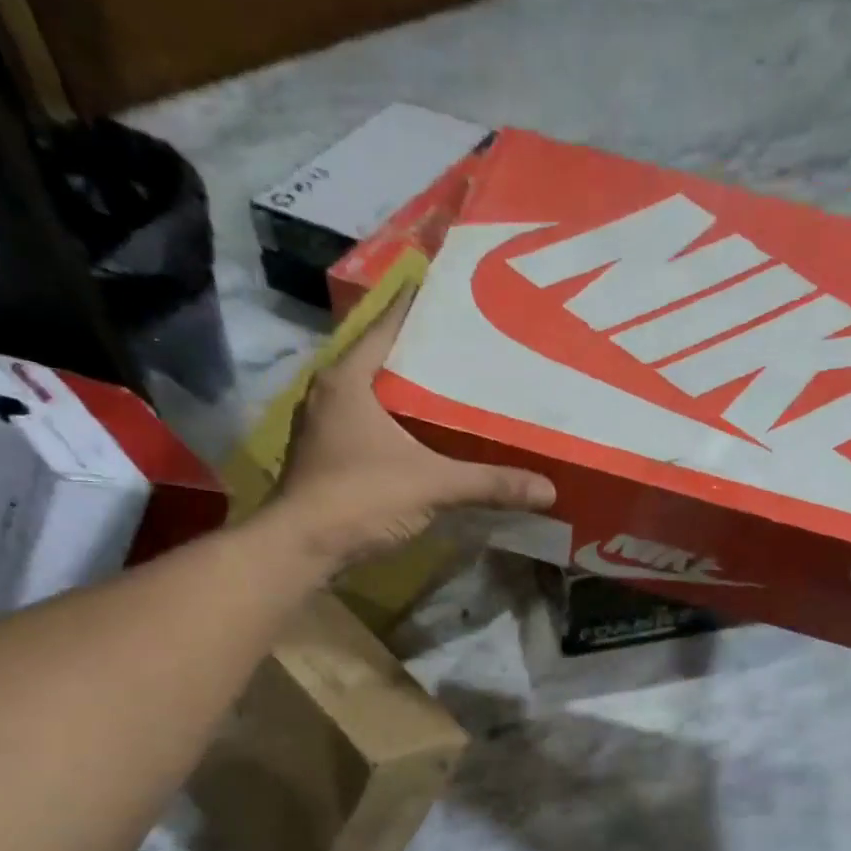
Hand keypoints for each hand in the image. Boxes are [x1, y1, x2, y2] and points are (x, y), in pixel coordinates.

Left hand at [270, 292, 555, 566]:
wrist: (301, 550)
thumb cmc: (360, 499)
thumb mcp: (432, 486)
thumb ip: (490, 484)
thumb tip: (549, 490)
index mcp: (350, 377)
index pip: (392, 322)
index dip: (429, 308)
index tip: (467, 300)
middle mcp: (332, 391)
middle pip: (388, 358)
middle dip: (430, 355)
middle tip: (478, 349)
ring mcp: (326, 425)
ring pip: (379, 395)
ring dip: (414, 393)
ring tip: (463, 390)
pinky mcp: (329, 456)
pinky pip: (372, 425)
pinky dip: (401, 426)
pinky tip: (432, 437)